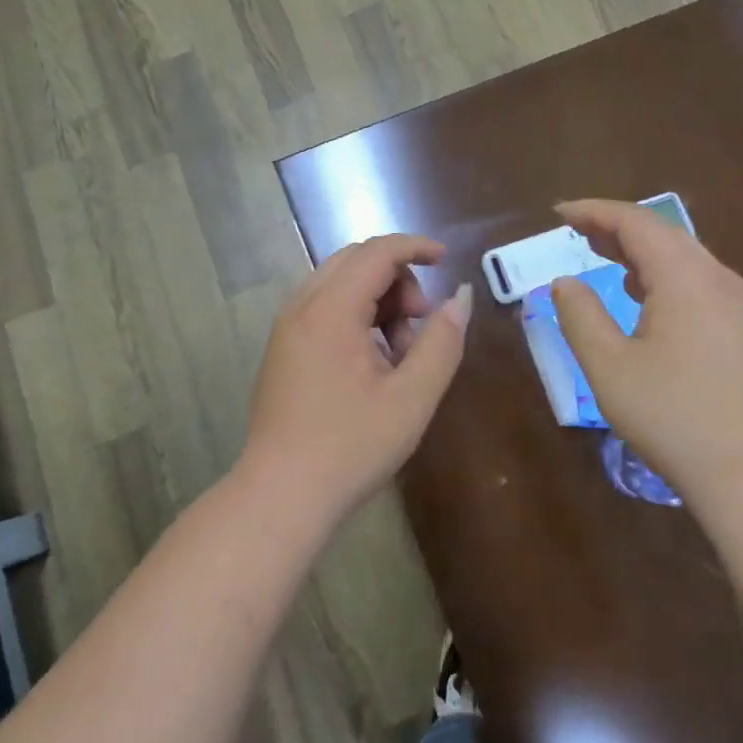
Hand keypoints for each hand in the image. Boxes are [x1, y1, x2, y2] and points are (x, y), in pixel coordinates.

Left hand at [241, 234, 473, 520]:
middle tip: (420, 324)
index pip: (376, 252)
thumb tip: (460, 297)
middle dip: (397, 278)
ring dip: (377, 300)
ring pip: (339, 284)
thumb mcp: (411, 397)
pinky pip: (323, 309)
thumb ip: (441, 341)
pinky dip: (355, 316)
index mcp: (330, 309)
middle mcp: (301, 306)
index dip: (415, 247)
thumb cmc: (350, 447)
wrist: (282, 495)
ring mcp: (286, 328)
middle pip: (355, 261)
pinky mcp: (282, 349)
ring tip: (398, 354)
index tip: (446, 259)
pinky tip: (371, 364)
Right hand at [551, 200, 742, 503]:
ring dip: (638, 249)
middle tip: (575, 231)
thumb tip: (566, 282)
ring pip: (682, 256)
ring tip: (602, 253)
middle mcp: (716, 278)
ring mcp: (737, 304)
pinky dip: (660, 273)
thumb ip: (581, 315)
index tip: (558, 213)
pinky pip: (696, 280)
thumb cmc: (673, 416)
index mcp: (684, 277)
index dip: (594, 211)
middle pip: (662, 232)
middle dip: (615, 226)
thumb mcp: (609, 366)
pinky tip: (642, 295)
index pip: (635, 222)